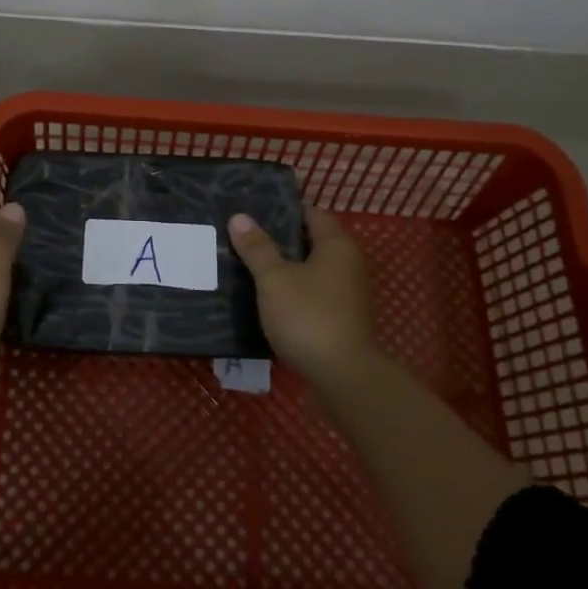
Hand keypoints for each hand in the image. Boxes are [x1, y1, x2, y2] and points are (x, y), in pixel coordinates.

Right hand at [228, 206, 379, 388]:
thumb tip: (240, 217)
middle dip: (278, 240)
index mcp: (336, 245)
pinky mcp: (340, 319)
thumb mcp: (274, 279)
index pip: (310, 214)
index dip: (282, 211)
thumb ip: (257, 248)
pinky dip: (291, 293)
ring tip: (246, 266)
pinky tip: (264, 299)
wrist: (343, 377)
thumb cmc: (308, 316)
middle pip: (310, 242)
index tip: (252, 212)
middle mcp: (347, 264)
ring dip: (283, 269)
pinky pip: (311, 295)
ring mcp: (346, 294)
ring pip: (310, 271)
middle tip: (242, 238)